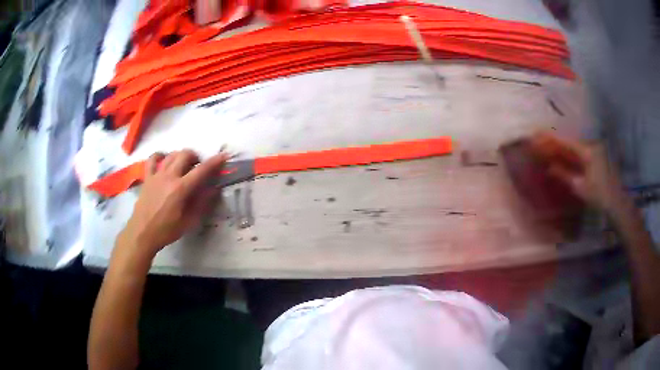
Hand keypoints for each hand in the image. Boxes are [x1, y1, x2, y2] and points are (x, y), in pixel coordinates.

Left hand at [117, 150, 227, 259]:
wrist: (142, 233)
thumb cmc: (166, 230)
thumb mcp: (188, 221)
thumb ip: (202, 203)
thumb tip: (214, 189)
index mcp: (181, 189)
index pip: (201, 171)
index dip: (214, 162)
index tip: (224, 156)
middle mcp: (169, 177)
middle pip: (185, 155)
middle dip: (195, 157)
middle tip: (198, 167)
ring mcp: (156, 175)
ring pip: (171, 155)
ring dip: (180, 156)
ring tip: (184, 165)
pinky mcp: (147, 177)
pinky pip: (152, 159)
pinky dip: (159, 156)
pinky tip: (163, 160)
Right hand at [528, 132, 627, 212]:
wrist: (616, 202)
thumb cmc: (598, 194)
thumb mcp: (580, 187)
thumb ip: (564, 175)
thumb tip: (550, 167)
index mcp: (586, 151)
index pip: (566, 141)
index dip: (551, 138)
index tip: (538, 134)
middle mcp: (591, 146)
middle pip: (570, 142)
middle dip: (556, 142)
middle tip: (542, 141)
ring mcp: (596, 151)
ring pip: (576, 147)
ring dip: (564, 148)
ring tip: (551, 148)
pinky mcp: (599, 158)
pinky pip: (582, 153)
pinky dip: (572, 154)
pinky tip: (565, 157)